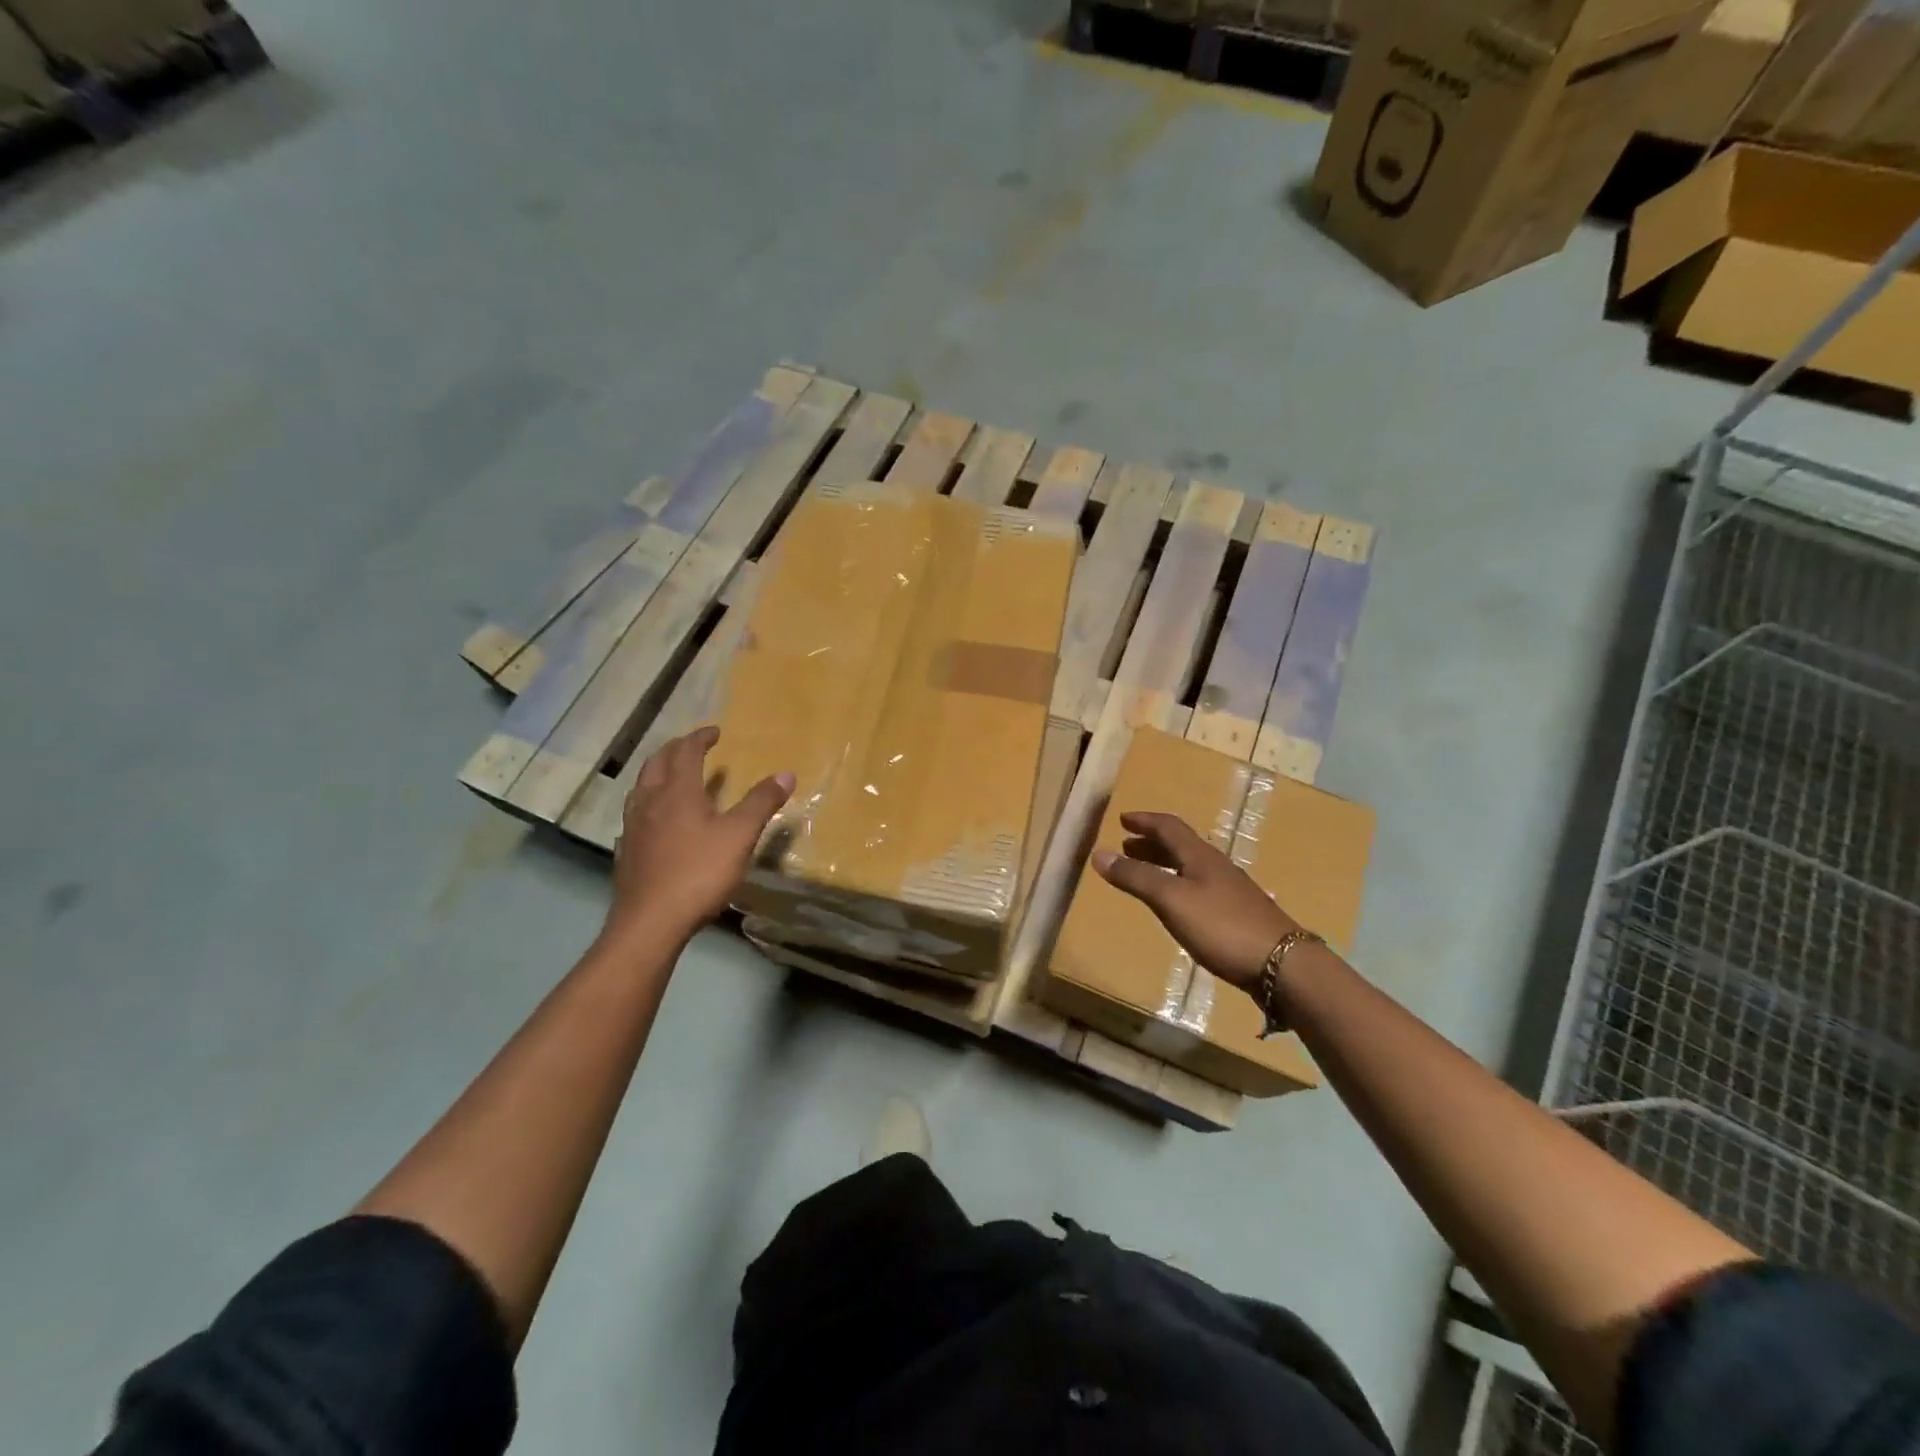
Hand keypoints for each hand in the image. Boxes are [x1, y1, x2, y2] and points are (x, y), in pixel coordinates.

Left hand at [605, 727, 792, 946]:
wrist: (650, 922)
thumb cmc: (699, 872)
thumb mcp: (740, 835)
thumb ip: (761, 802)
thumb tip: (786, 773)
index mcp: (677, 792)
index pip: (686, 752)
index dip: (700, 738)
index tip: (715, 731)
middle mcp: (650, 802)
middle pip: (656, 764)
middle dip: (675, 750)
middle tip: (691, 746)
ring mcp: (633, 828)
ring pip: (641, 788)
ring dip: (657, 774)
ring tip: (672, 777)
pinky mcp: (627, 852)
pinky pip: (635, 816)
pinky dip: (648, 805)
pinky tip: (656, 822)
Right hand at [1093, 812, 1298, 989]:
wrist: (1282, 965)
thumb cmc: (1222, 926)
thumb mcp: (1171, 900)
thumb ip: (1136, 877)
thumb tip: (1099, 853)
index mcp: (1200, 856)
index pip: (1169, 827)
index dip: (1145, 821)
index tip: (1123, 819)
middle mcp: (1216, 866)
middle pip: (1181, 845)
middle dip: (1151, 843)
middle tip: (1127, 846)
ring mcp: (1230, 890)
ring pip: (1190, 867)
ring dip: (1164, 864)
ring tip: (1144, 873)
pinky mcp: (1237, 914)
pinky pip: (1199, 887)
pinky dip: (1178, 885)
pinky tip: (1177, 905)